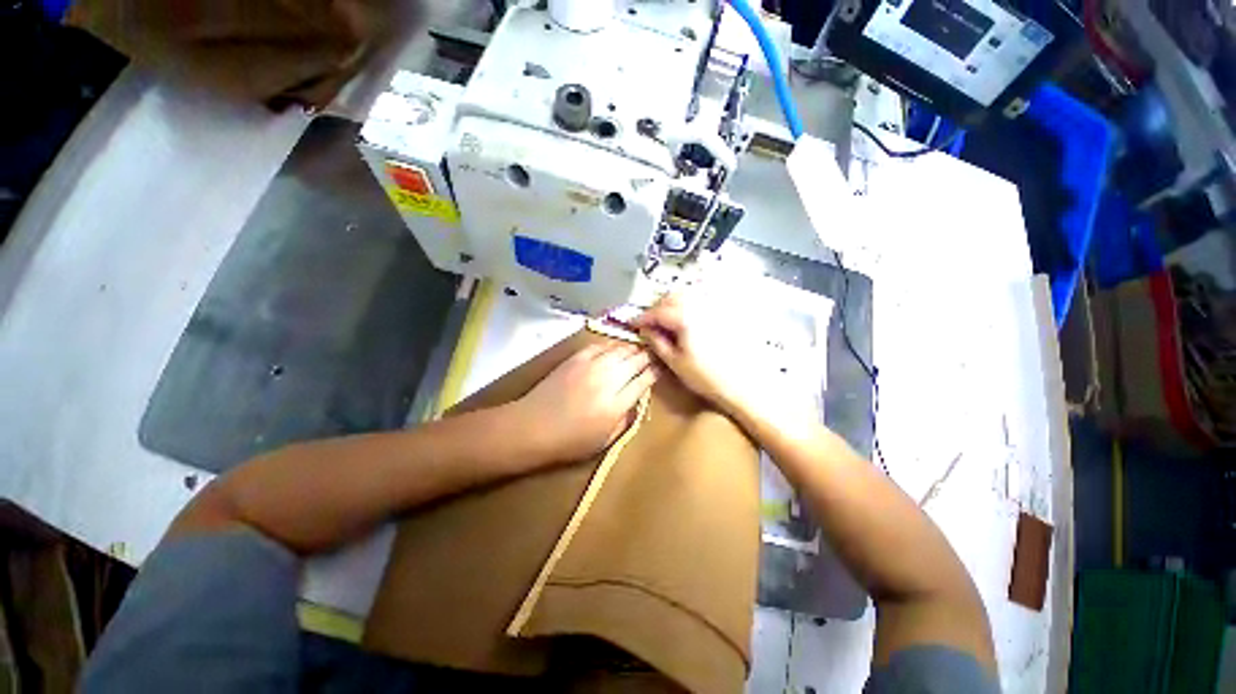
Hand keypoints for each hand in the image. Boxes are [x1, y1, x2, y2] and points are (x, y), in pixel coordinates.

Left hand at [513, 342, 657, 464]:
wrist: (533, 426)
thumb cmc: (570, 441)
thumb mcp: (604, 441)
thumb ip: (625, 419)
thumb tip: (637, 400)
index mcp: (616, 404)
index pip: (643, 381)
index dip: (654, 373)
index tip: (659, 369)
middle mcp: (607, 380)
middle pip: (635, 361)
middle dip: (647, 356)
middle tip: (653, 355)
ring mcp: (591, 366)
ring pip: (620, 350)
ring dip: (632, 348)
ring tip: (639, 347)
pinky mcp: (576, 358)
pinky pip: (600, 346)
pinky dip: (612, 345)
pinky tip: (616, 347)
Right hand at [630, 293, 752, 413]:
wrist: (743, 384)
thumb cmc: (706, 377)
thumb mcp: (675, 362)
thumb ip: (657, 342)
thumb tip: (644, 329)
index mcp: (685, 318)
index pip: (658, 311)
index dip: (643, 317)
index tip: (633, 324)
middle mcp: (700, 306)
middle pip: (672, 297)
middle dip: (657, 307)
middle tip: (649, 323)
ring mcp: (714, 308)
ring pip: (688, 295)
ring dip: (673, 304)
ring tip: (666, 321)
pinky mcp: (725, 313)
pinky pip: (702, 300)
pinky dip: (689, 304)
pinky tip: (687, 318)